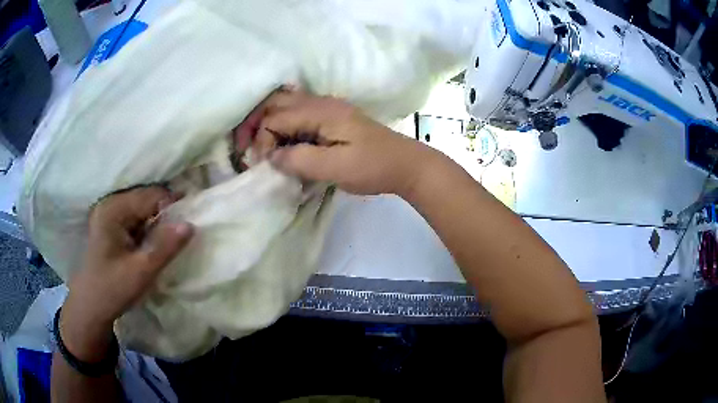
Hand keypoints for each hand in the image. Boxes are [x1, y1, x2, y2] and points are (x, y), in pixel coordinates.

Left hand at [60, 186, 192, 361]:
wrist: (91, 305)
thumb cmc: (113, 289)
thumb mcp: (141, 272)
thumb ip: (165, 247)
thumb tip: (191, 224)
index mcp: (114, 209)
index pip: (152, 196)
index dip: (173, 208)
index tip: (190, 226)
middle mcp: (111, 203)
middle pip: (148, 198)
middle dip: (167, 215)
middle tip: (182, 236)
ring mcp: (110, 212)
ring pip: (144, 208)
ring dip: (158, 222)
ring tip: (169, 242)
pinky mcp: (112, 223)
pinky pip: (138, 217)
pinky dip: (149, 228)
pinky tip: (154, 243)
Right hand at [257, 90, 430, 194]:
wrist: (405, 164)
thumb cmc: (373, 167)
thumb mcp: (336, 168)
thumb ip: (300, 160)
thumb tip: (271, 157)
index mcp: (320, 111)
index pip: (275, 117)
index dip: (262, 140)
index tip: (262, 165)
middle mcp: (320, 102)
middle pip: (275, 102)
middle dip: (256, 124)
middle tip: (246, 149)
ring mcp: (327, 108)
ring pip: (285, 105)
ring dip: (268, 123)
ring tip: (259, 147)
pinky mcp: (331, 118)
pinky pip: (298, 114)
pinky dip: (283, 125)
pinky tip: (281, 142)